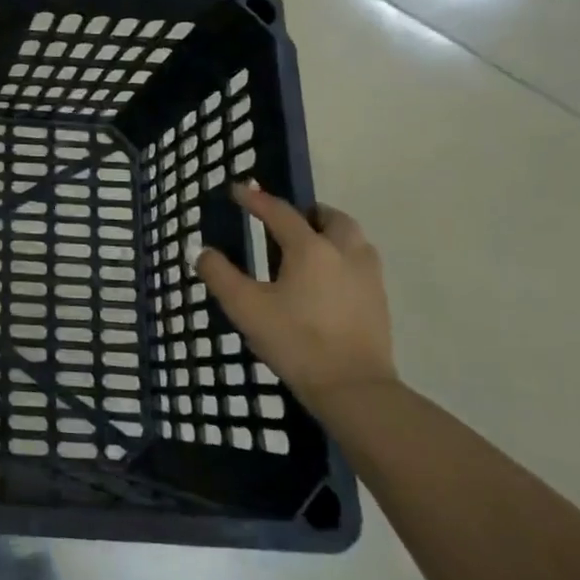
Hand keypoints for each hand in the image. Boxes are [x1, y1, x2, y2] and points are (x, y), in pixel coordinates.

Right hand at [191, 181, 396, 409]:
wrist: (354, 389)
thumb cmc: (296, 341)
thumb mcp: (245, 307)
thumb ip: (219, 274)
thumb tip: (201, 251)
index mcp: (310, 248)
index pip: (279, 212)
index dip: (255, 199)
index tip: (237, 190)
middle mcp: (343, 253)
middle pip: (330, 218)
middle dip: (307, 212)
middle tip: (285, 221)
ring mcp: (367, 277)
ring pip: (353, 239)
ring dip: (330, 232)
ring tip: (308, 247)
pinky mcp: (379, 302)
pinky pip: (361, 263)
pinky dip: (342, 257)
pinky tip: (327, 280)